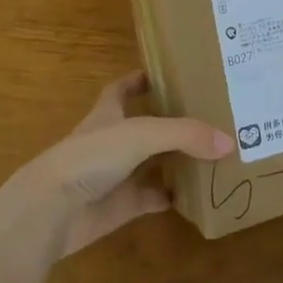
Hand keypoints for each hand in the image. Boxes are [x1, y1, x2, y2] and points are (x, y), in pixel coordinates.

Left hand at [18, 72, 232, 255]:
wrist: (53, 210)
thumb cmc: (91, 156)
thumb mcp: (142, 133)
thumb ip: (185, 134)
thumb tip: (229, 141)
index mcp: (109, 113)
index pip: (123, 88)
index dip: (141, 78)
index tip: (169, 72)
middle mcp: (112, 140)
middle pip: (144, 125)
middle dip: (171, 120)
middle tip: (208, 113)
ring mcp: (115, 175)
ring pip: (151, 162)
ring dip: (175, 159)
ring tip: (212, 151)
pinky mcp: (120, 207)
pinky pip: (151, 198)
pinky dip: (171, 197)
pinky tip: (196, 194)